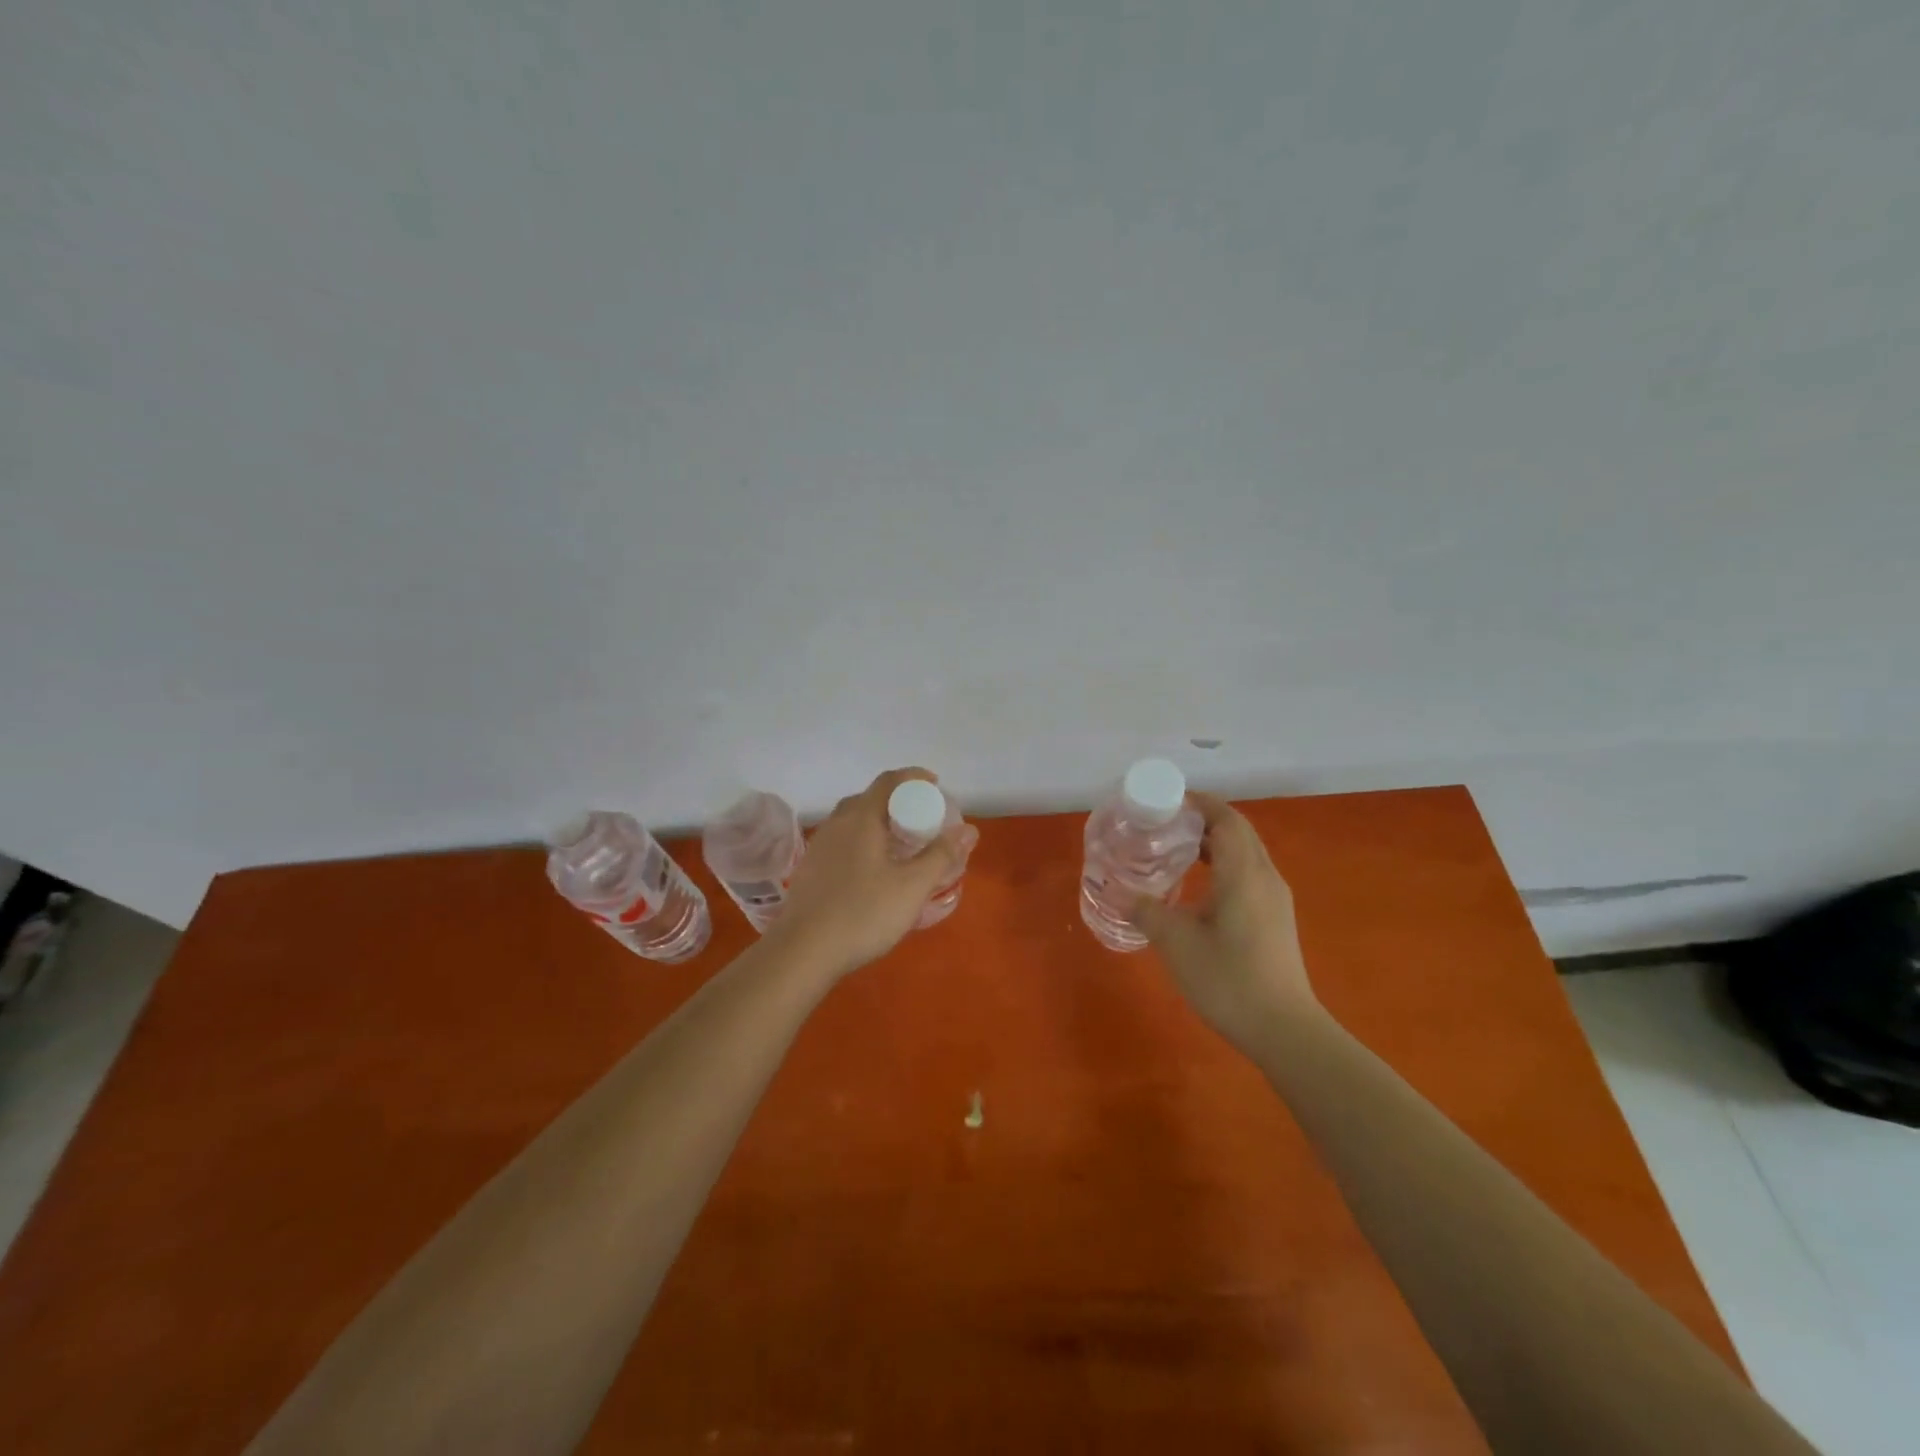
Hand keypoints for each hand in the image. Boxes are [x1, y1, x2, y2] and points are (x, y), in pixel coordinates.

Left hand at [768, 767, 969, 979]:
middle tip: (921, 820)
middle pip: (869, 799)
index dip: (914, 777)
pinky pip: (842, 842)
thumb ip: (941, 855)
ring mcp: (819, 847)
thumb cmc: (863, 913)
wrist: (802, 952)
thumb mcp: (912, 886)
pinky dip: (863, 843)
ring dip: (878, 824)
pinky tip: (873, 871)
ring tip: (901, 845)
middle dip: (897, 802)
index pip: (888, 781)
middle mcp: (837, 824)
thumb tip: (969, 830)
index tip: (935, 785)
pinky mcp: (810, 870)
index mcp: (861, 818)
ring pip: (853, 822)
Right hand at [1132, 792, 1320, 1051]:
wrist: (1284, 1030)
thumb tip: (1115, 890)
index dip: (1199, 803)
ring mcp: (1274, 898)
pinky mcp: (1276, 917)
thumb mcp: (1176, 943)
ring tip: (1175, 849)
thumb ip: (1145, 910)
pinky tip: (1198, 885)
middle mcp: (1264, 876)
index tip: (1166, 800)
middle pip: (1237, 830)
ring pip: (1245, 852)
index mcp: (1243, 873)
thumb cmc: (1228, 980)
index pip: (1226, 819)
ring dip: (1213, 842)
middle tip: (1163, 823)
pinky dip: (1223, 863)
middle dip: (1203, 819)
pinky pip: (1248, 872)